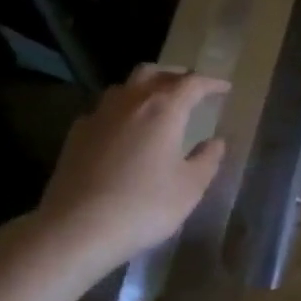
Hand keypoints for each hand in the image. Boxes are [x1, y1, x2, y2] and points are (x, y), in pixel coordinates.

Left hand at [36, 65, 229, 274]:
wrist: (77, 227)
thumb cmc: (144, 206)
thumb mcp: (189, 188)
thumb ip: (207, 160)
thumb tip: (215, 142)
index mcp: (163, 110)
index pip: (192, 84)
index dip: (211, 83)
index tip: (224, 89)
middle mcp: (130, 102)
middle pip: (153, 73)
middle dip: (174, 76)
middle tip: (188, 88)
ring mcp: (98, 116)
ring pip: (124, 87)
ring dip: (144, 88)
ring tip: (155, 104)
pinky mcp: (76, 134)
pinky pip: (103, 110)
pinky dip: (120, 111)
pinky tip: (122, 130)